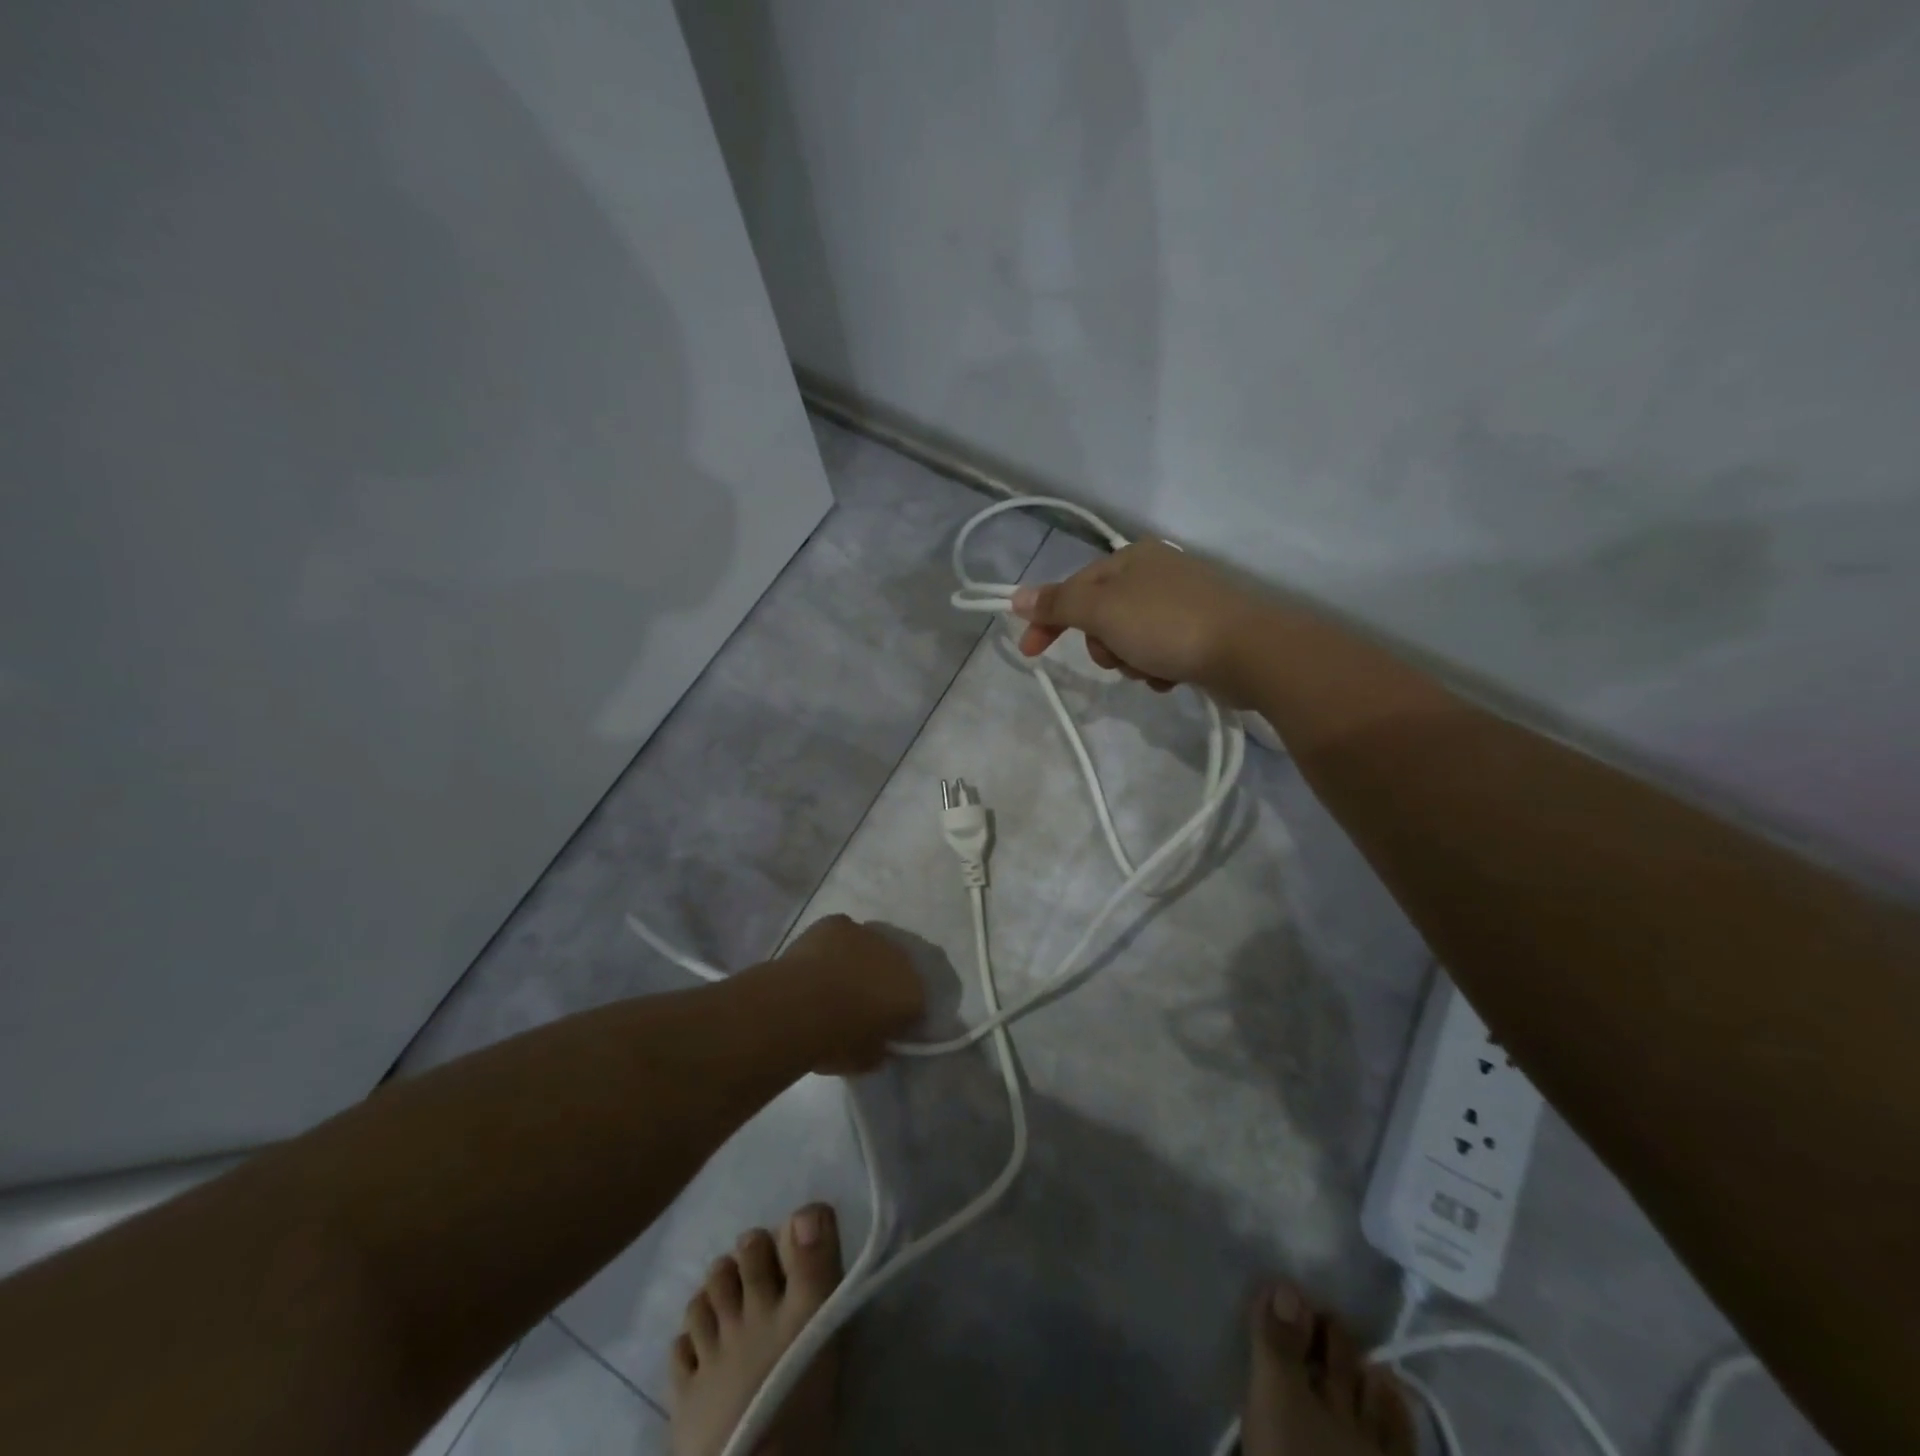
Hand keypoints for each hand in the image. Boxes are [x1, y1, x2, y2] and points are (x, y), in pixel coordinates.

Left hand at [779, 915, 925, 1073]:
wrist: (797, 1007)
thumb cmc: (835, 1041)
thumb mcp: (866, 1061)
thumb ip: (881, 1049)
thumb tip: (880, 1042)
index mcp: (913, 992)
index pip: (917, 1002)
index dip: (900, 1014)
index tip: (883, 1025)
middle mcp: (899, 956)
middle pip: (897, 967)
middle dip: (883, 980)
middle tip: (860, 1000)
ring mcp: (869, 934)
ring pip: (870, 945)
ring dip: (860, 959)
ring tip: (835, 979)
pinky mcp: (839, 922)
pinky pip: (842, 933)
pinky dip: (834, 945)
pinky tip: (818, 960)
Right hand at [1009, 539, 1270, 704]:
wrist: (1248, 651)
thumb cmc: (1167, 625)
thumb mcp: (1102, 611)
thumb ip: (1058, 604)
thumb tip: (1017, 596)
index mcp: (1131, 558)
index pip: (1073, 588)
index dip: (1048, 620)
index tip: (1030, 653)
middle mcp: (1155, 574)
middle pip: (1101, 617)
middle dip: (1103, 645)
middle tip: (1118, 656)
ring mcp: (1180, 603)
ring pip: (1128, 640)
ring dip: (1130, 661)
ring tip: (1151, 668)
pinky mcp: (1199, 632)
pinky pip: (1158, 653)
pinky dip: (1157, 668)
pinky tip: (1171, 676)